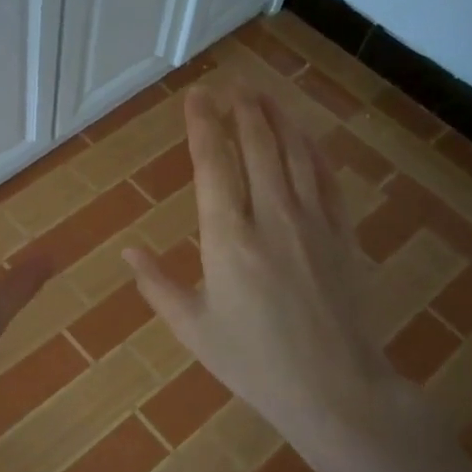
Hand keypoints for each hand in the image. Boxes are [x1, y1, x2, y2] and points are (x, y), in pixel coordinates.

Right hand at [125, 87, 396, 444]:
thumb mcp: (194, 329)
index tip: (197, 96)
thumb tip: (129, 250)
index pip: (213, 164)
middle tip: (230, 82)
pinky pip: (328, 176)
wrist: (335, 389)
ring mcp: (313, 221)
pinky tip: (305, 132)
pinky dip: (313, 147)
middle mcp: (271, 217)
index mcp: (227, 239)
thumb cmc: (254, 363)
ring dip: (277, 116)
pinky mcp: (342, 233)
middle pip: (257, 145)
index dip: (203, 124)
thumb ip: (157, 285)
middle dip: (242, 107)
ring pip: (295, 152)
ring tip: (263, 92)